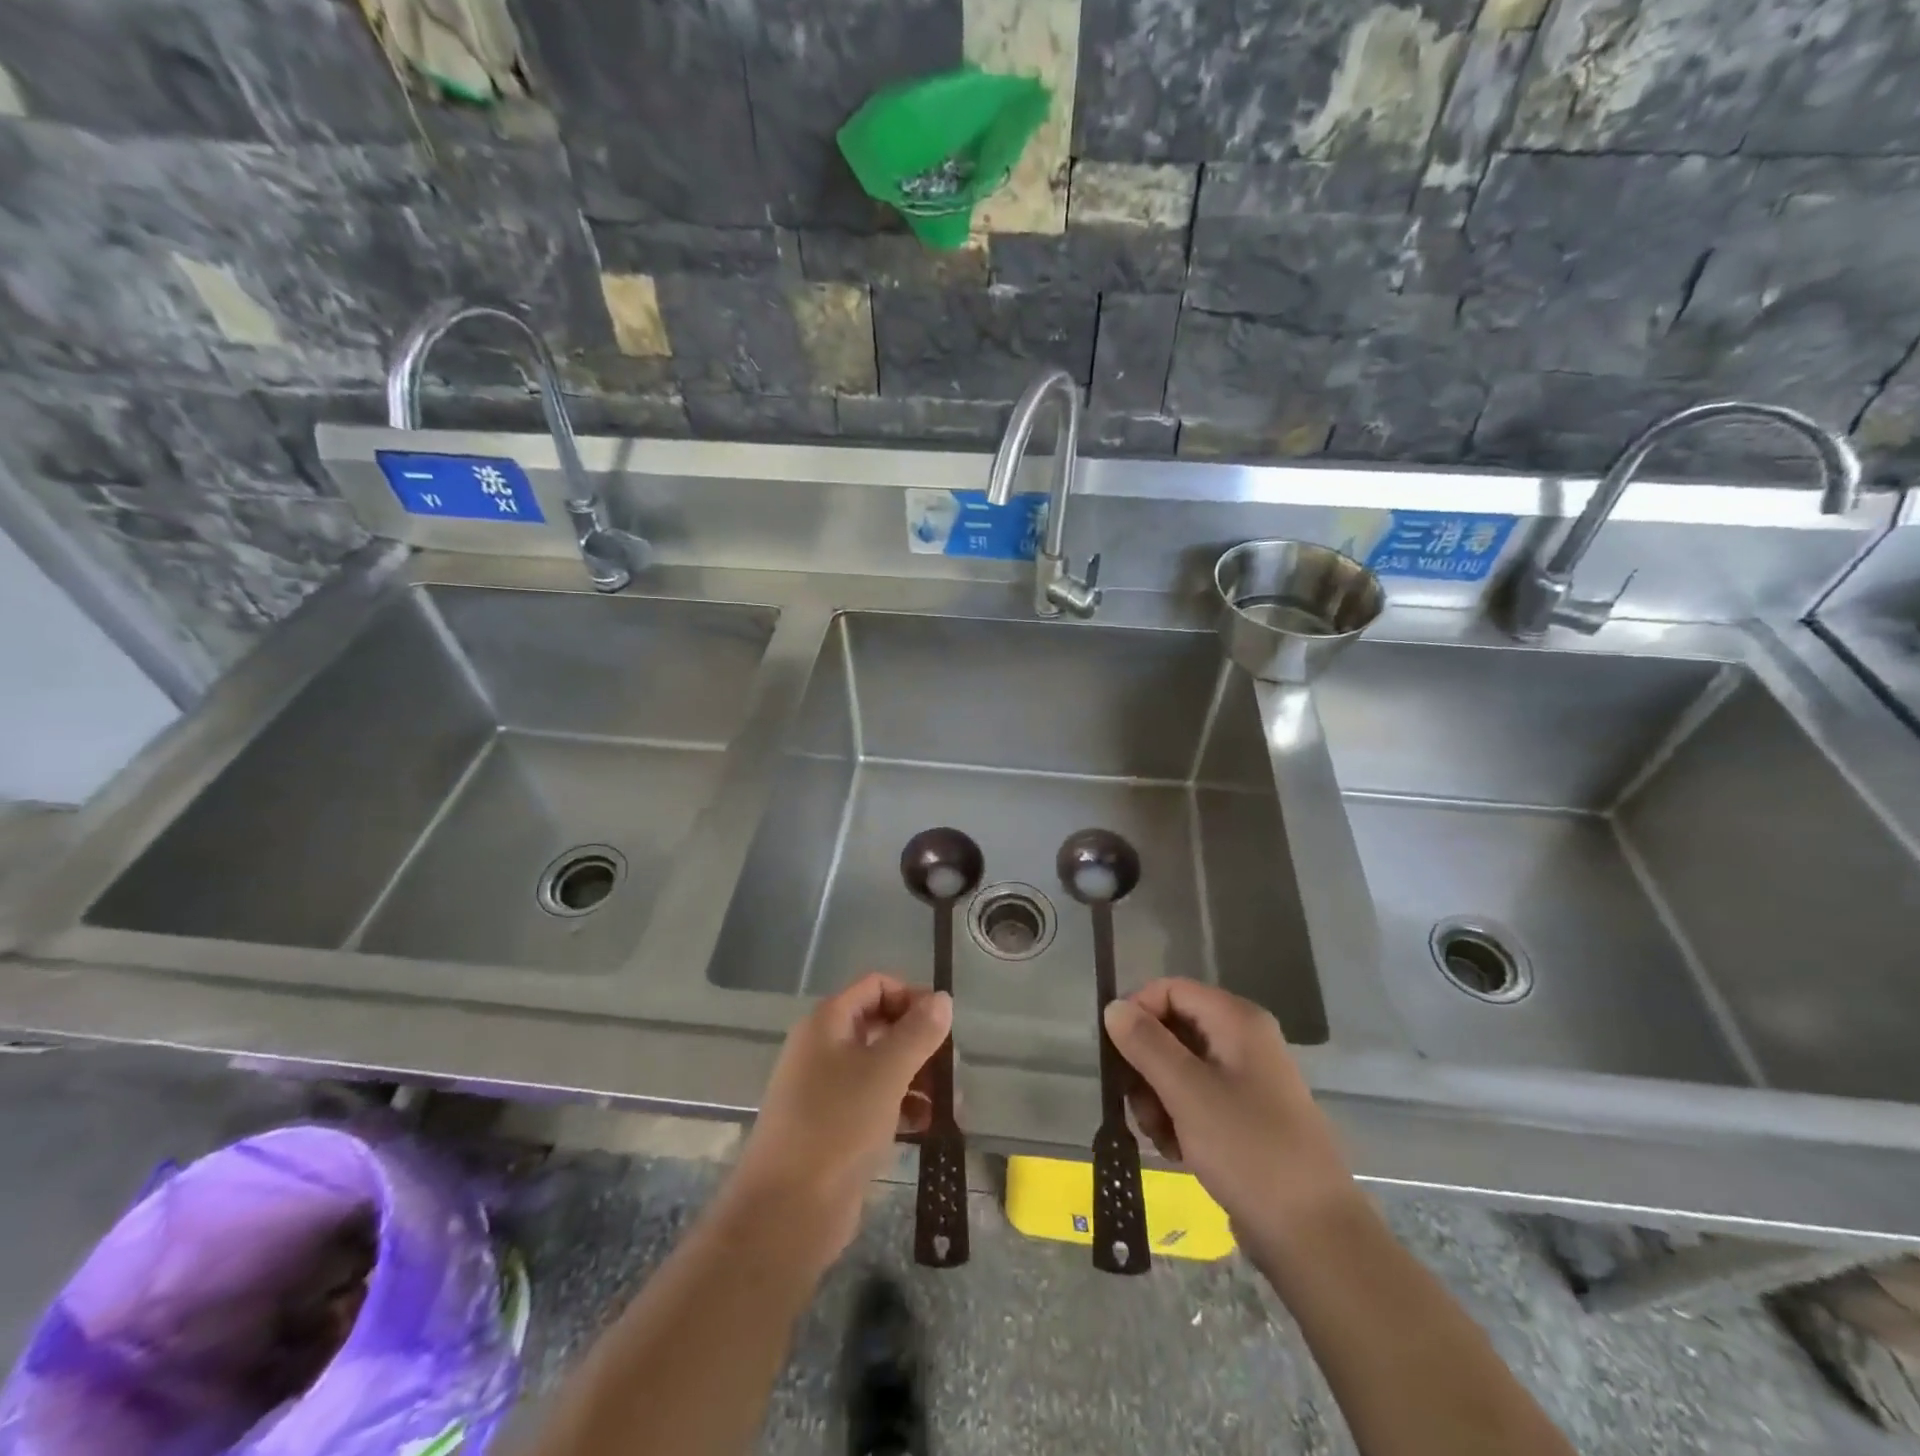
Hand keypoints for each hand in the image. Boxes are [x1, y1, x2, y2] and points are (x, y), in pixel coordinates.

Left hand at [722, 973, 951, 1270]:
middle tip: (952, 1067)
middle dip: (920, 1042)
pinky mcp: (834, 1128)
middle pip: (881, 1025)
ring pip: (881, 1067)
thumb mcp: (886, 1073)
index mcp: (828, 1023)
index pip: (876, 986)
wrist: (786, 1213)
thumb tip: (943, 998)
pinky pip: (876, 1102)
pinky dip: (903, 1107)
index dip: (912, 997)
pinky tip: (928, 1126)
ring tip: (950, 1102)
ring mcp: (827, 1090)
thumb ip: (918, 1032)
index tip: (945, 1024)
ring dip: (918, 1078)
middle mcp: (824, 1048)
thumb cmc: (837, 1127)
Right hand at [1103, 978, 1356, 1248]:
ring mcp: (1245, 1080)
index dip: (1137, 1012)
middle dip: (1145, 1065)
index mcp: (1237, 1020)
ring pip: (1179, 1067)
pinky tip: (1176, 1151)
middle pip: (1172, 1029)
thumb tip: (1113, 1007)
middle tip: (1134, 1103)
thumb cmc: (1249, 1150)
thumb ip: (1146, 1044)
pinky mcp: (1244, 1116)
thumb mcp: (1187, 1092)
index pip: (1170, 990)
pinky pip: (1195, 1098)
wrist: (1315, 1237)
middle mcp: (1243, 1040)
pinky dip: (1177, 1119)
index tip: (1114, 1052)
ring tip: (1158, 1136)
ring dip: (1156, 1097)